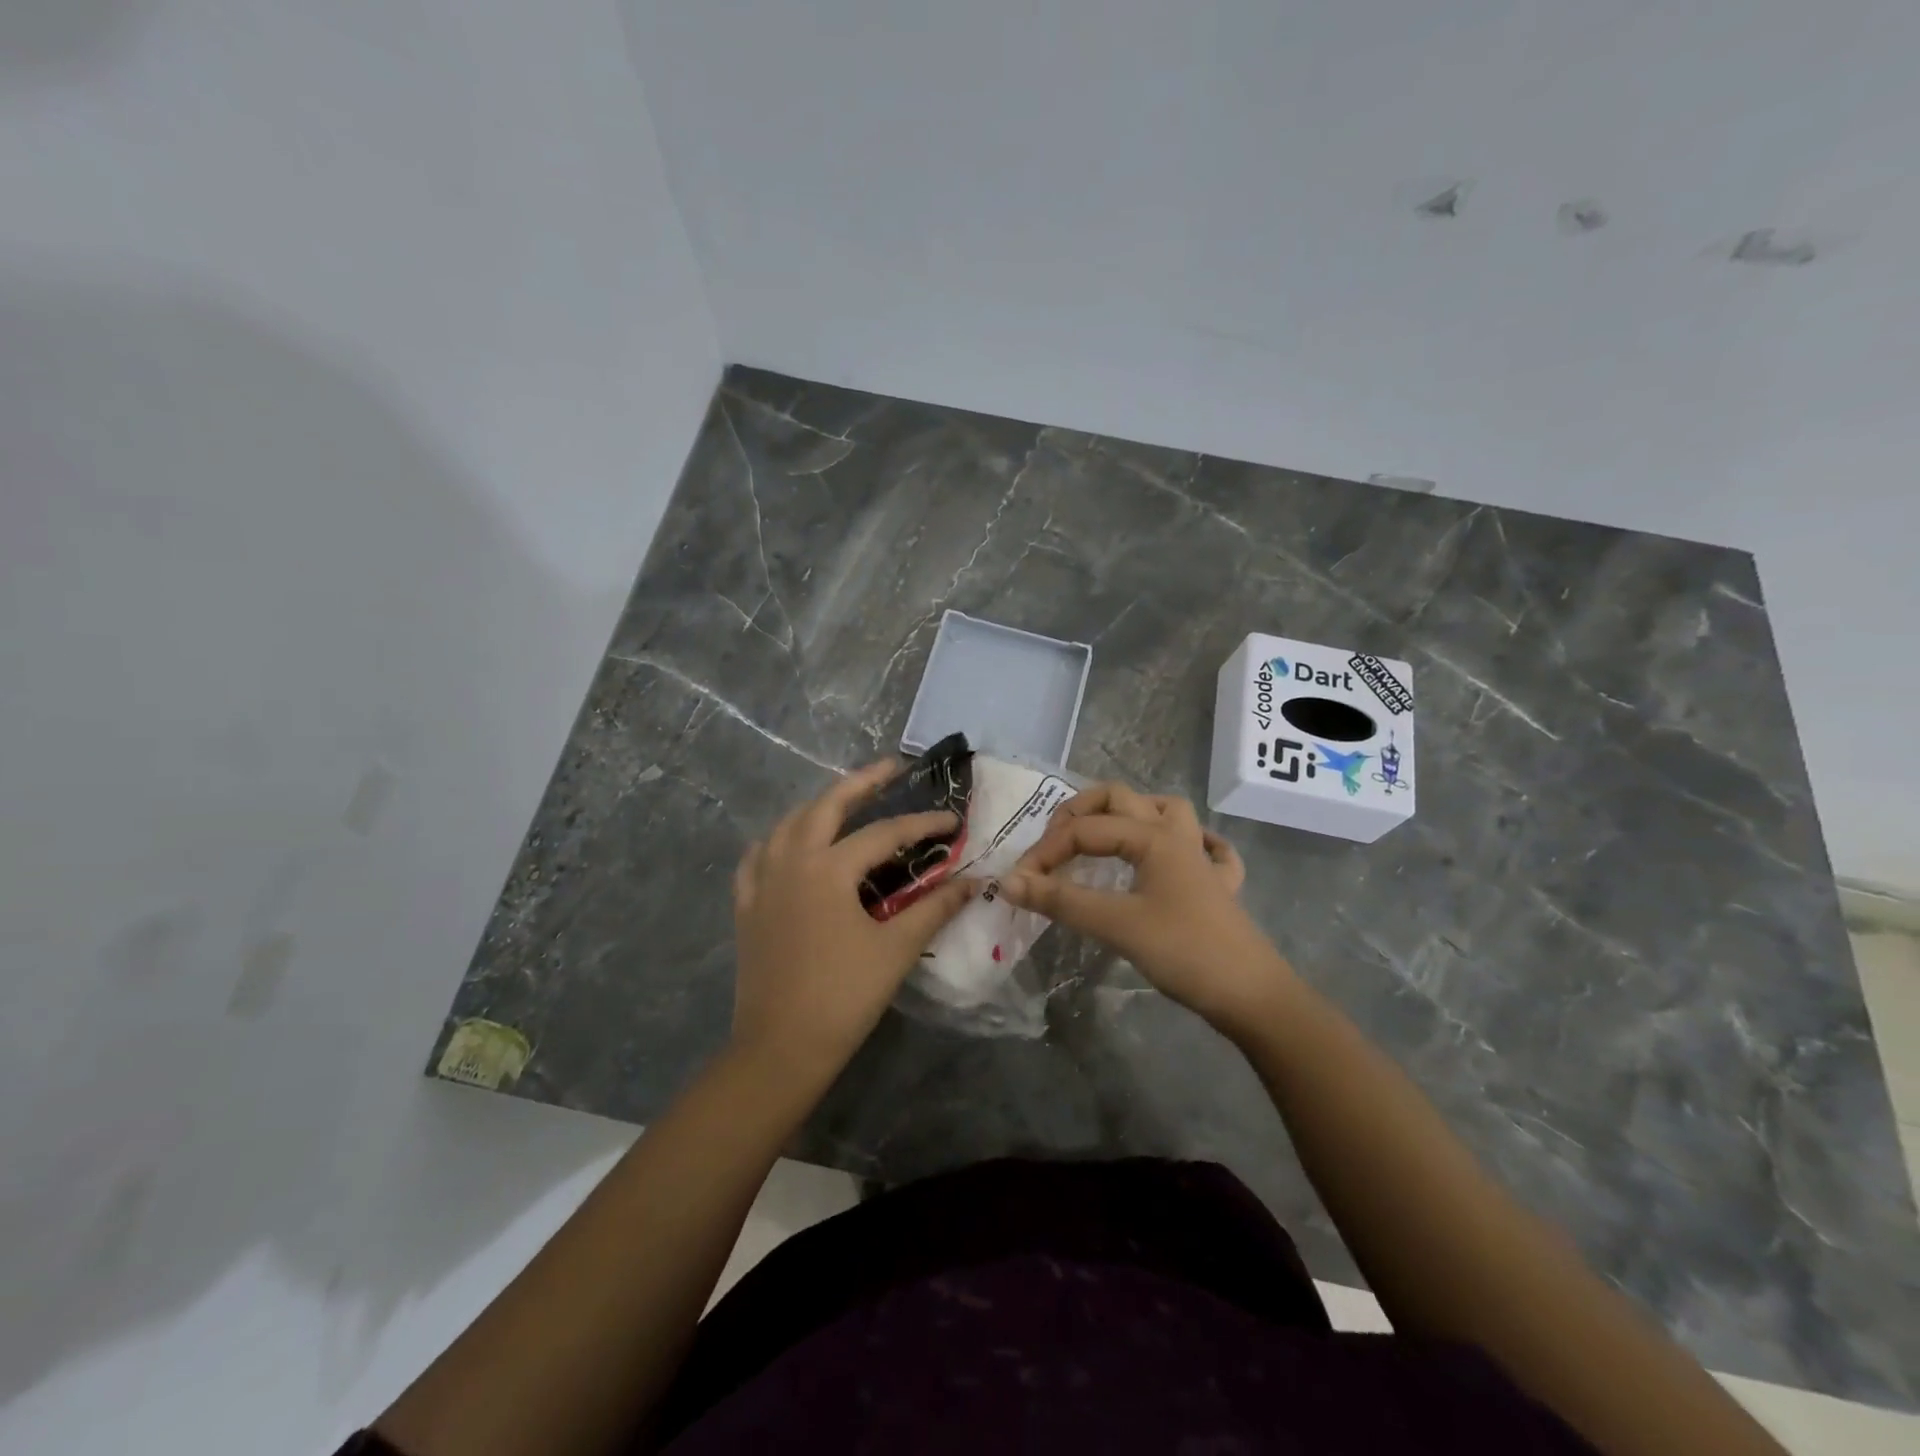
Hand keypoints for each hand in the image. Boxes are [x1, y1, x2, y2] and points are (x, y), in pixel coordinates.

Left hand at [731, 759, 975, 1085]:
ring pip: (788, 824)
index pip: (884, 833)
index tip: (951, 820)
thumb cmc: (843, 996)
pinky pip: (758, 856)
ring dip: (818, 806)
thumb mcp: (896, 949)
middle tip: (890, 768)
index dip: (922, 824)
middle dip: (860, 782)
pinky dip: (777, 840)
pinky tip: (789, 845)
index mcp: (827, 869)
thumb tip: (974, 881)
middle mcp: (790, 861)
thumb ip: (935, 908)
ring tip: (845, 802)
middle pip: (825, 806)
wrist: (781, 1048)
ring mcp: (762, 882)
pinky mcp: (746, 906)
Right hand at [999, 783, 1294, 1038]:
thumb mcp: (1116, 924)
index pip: (1084, 830)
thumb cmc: (1184, 951)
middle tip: (1053, 844)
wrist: (1252, 996)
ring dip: (1130, 815)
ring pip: (1165, 811)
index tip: (1019, 882)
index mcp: (1152, 836)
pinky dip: (1188, 844)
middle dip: (1080, 813)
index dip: (1046, 852)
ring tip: (1103, 837)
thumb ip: (1060, 900)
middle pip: (1122, 799)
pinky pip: (1207, 848)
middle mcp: (1176, 835)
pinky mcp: (1217, 887)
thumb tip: (1008, 881)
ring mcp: (1201, 859)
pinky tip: (1175, 857)